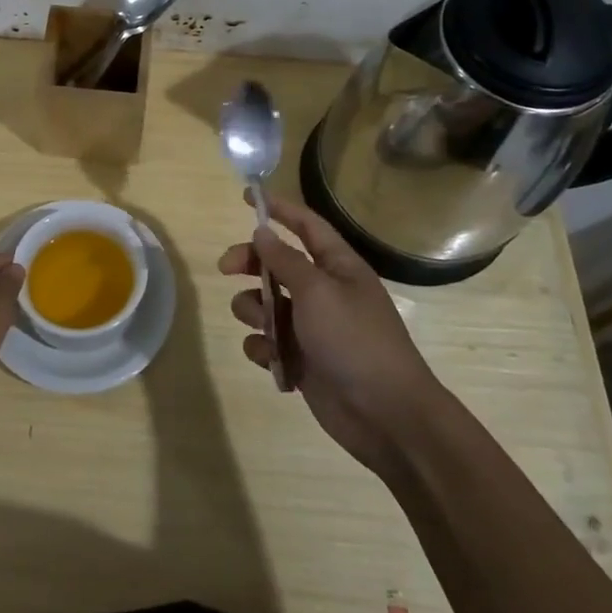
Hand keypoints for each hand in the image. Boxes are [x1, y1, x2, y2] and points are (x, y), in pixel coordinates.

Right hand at [219, 192, 438, 475]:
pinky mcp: (301, 360)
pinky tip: (273, 360)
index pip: (306, 226)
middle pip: (277, 264)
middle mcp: (324, 292)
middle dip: (250, 263)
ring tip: (263, 326)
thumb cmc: (354, 340)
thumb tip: (262, 232)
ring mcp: (311, 328)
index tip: (247, 197)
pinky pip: (267, 343)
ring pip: (265, 304)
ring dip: (254, 311)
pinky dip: (264, 348)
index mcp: (338, 268)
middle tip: (226, 268)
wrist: (385, 415)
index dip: (279, 209)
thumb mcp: (317, 291)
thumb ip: (285, 260)